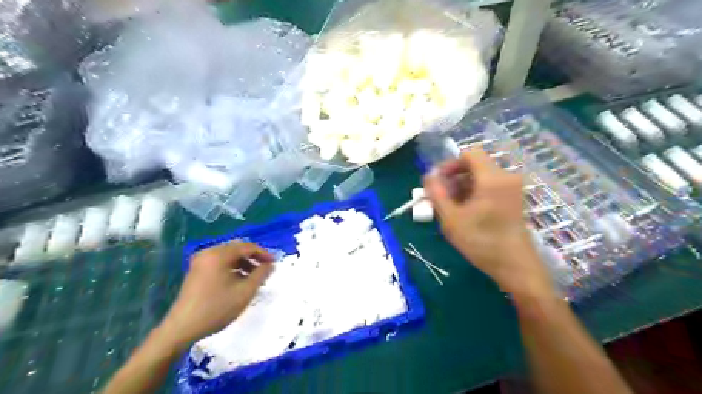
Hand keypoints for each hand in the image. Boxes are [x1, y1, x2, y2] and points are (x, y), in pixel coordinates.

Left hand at [156, 239, 273, 347]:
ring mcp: (200, 261)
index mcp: (219, 255)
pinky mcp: (196, 271)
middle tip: (265, 270)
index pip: (247, 246)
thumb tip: (270, 265)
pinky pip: (219, 262)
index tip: (274, 264)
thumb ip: (261, 275)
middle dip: (253, 258)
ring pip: (228, 256)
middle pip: (237, 248)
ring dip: (243, 263)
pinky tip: (238, 282)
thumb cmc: (216, 308)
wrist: (182, 328)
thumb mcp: (245, 292)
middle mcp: (208, 253)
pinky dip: (232, 268)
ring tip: (253, 278)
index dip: (263, 254)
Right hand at [422, 148, 553, 298]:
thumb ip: (436, 194)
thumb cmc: (482, 242)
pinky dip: (475, 193)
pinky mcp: (513, 199)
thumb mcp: (451, 219)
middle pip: (475, 165)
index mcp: (492, 178)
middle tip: (441, 198)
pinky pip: (490, 186)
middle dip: (454, 178)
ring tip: (451, 208)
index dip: (450, 164)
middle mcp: (506, 177)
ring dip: (463, 187)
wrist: (516, 266)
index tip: (439, 182)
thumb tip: (429, 176)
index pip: (469, 153)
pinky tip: (466, 212)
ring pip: (481, 176)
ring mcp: (512, 188)